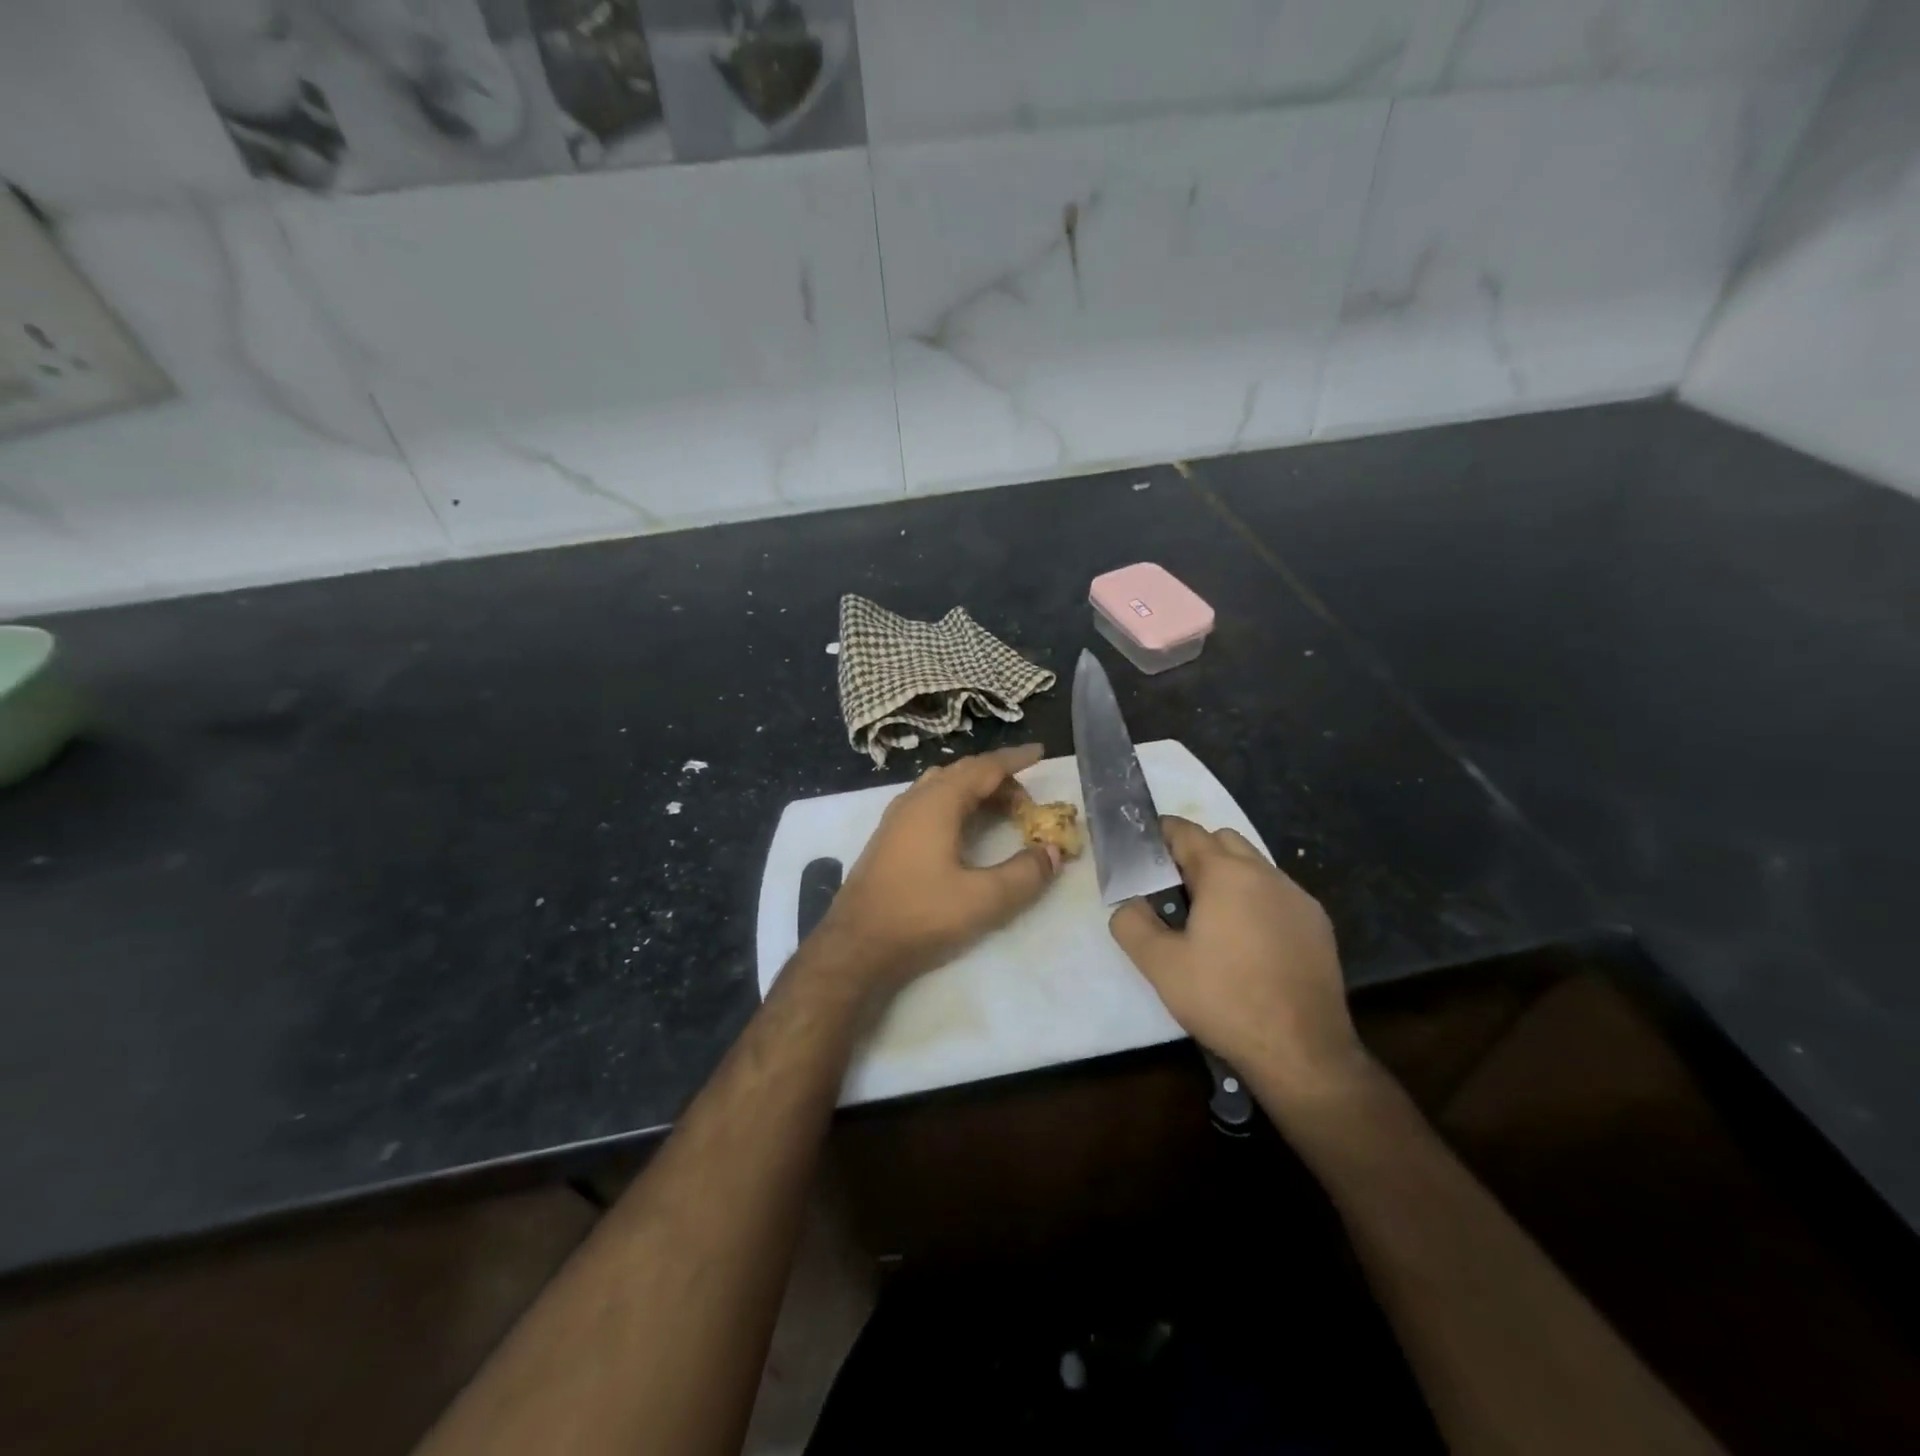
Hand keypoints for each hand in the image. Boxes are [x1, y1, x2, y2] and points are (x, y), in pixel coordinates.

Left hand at [811, 745, 1060, 997]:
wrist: (855, 946)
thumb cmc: (920, 915)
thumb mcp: (983, 900)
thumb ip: (1024, 874)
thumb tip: (1053, 852)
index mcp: (937, 803)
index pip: (984, 768)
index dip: (1015, 759)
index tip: (1040, 752)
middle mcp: (914, 800)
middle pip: (962, 773)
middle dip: (998, 778)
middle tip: (1028, 802)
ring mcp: (896, 818)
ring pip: (942, 786)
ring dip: (975, 790)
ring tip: (1001, 811)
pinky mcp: (888, 838)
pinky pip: (928, 802)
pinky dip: (956, 803)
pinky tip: (964, 829)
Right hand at [1109, 817, 1367, 1105]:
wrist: (1302, 1051)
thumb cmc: (1224, 1000)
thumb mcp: (1159, 965)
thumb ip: (1131, 923)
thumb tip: (1129, 903)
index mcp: (1225, 874)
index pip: (1186, 832)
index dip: (1160, 834)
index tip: (1142, 850)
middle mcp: (1265, 874)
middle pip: (1223, 840)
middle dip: (1196, 852)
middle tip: (1173, 887)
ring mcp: (1298, 898)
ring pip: (1254, 866)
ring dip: (1228, 876)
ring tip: (1210, 918)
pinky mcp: (1318, 925)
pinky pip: (1278, 894)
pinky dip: (1256, 900)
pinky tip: (1248, 942)